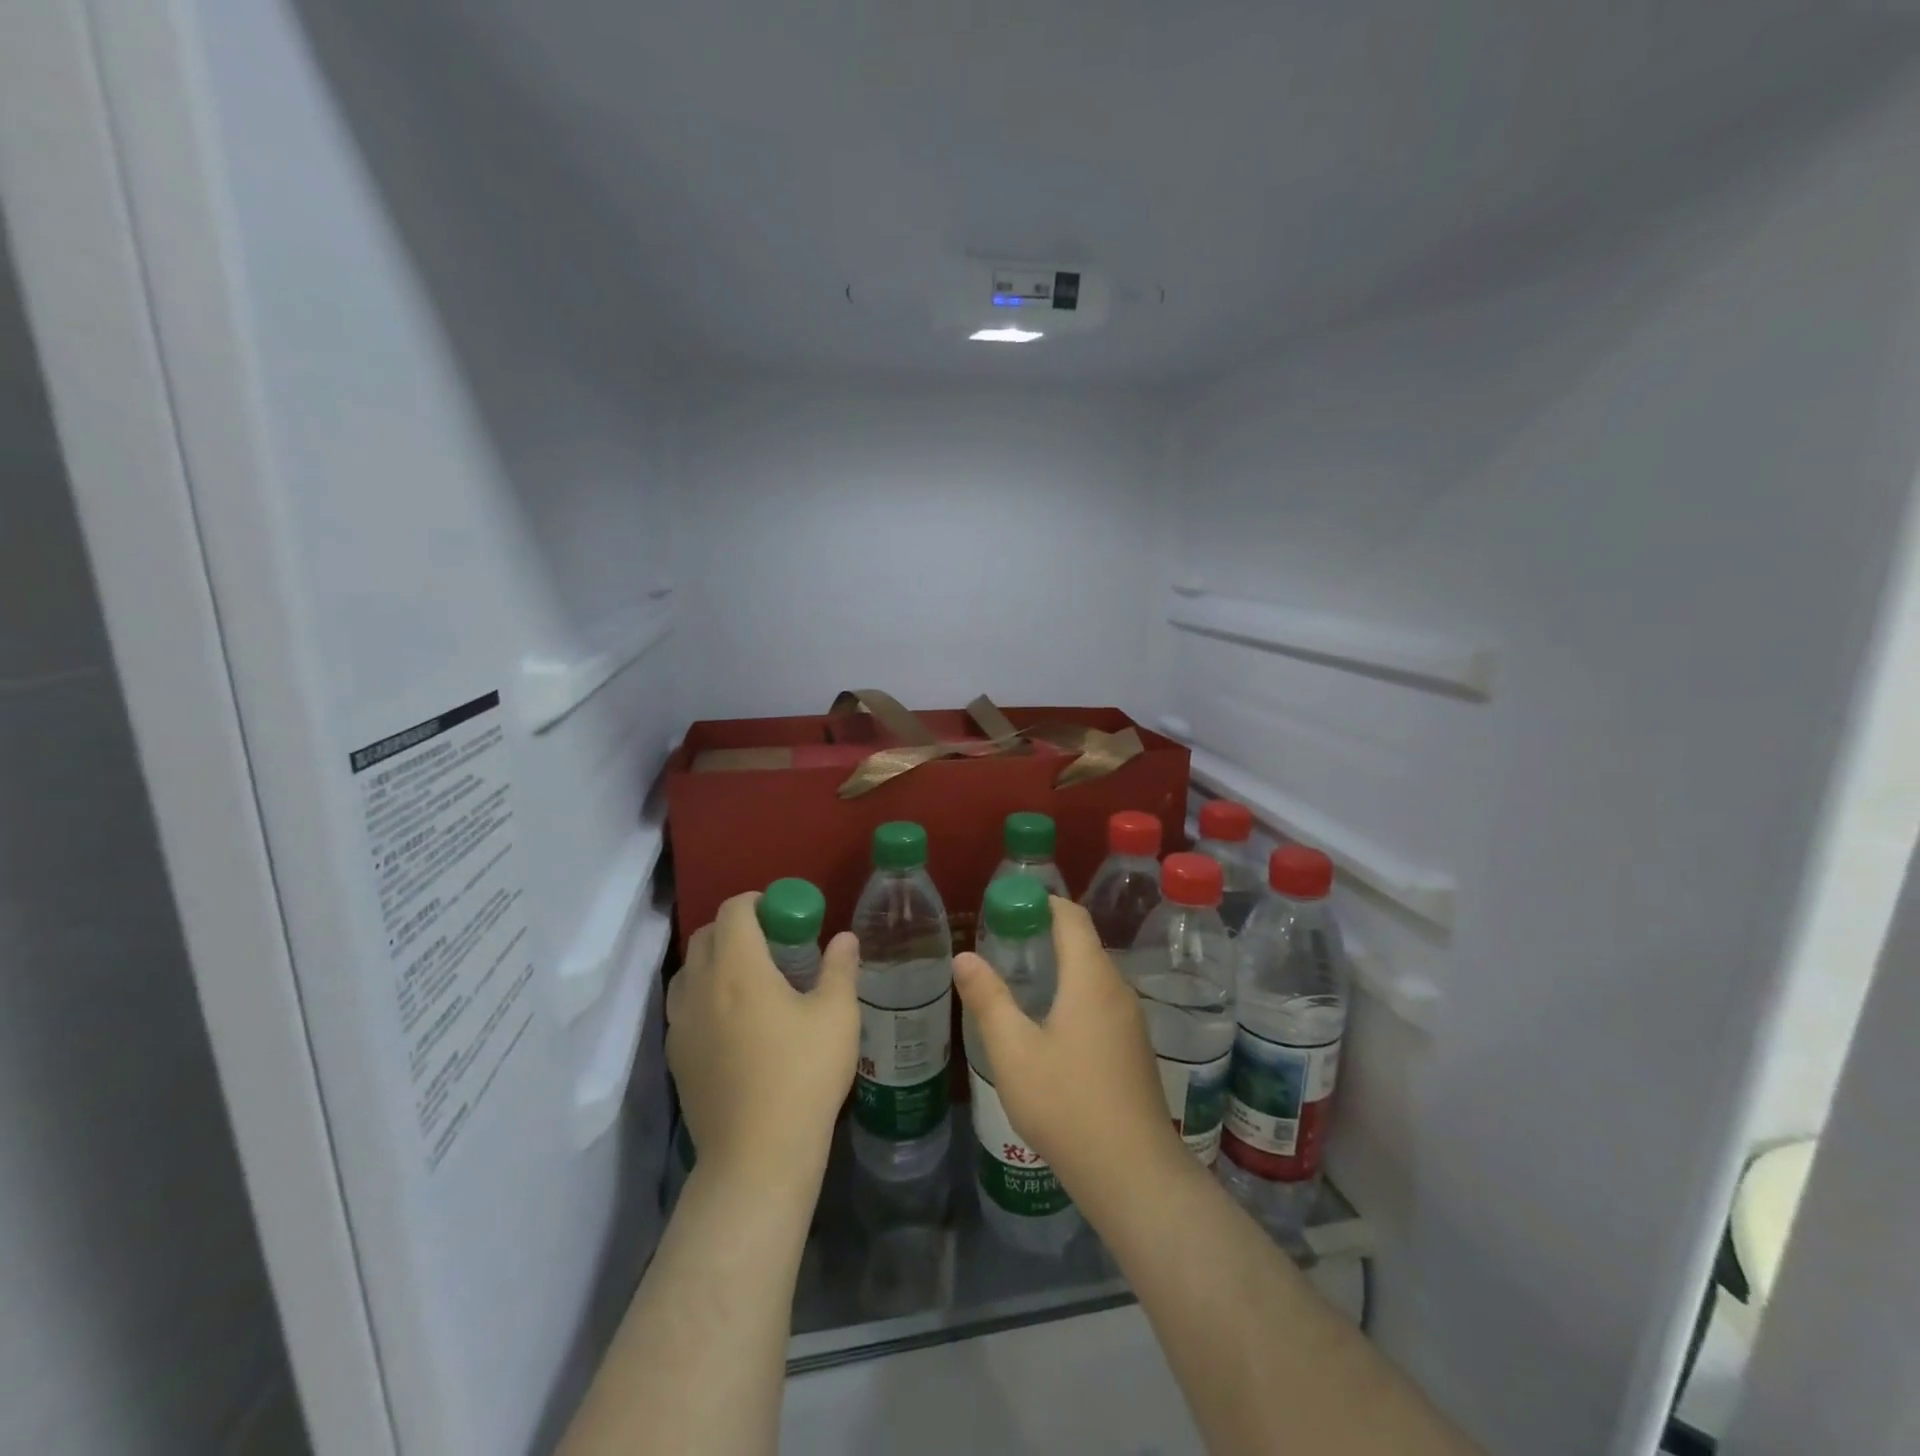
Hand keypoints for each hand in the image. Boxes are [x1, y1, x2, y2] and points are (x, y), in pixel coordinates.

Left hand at [667, 894, 859, 1192]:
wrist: (757, 1155)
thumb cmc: (803, 1075)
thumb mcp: (837, 1015)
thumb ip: (840, 968)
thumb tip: (844, 938)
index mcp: (738, 968)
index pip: (734, 910)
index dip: (756, 902)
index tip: (782, 915)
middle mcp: (700, 987)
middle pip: (707, 936)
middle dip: (736, 928)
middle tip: (772, 946)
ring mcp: (680, 1024)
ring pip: (690, 972)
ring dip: (716, 962)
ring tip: (750, 983)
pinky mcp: (675, 1057)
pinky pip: (684, 1008)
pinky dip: (705, 997)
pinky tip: (735, 1024)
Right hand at [953, 897, 1186, 1212]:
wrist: (1134, 1174)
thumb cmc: (1068, 1103)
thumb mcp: (1014, 1051)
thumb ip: (988, 999)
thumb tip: (964, 956)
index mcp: (1091, 978)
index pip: (1072, 916)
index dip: (1043, 902)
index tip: (1010, 904)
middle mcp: (1117, 989)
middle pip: (1084, 943)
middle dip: (1046, 933)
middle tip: (1004, 941)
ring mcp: (1131, 1020)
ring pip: (1094, 975)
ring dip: (1061, 965)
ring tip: (1021, 978)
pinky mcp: (1134, 1047)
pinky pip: (1101, 1000)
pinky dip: (1074, 993)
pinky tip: (1050, 1022)